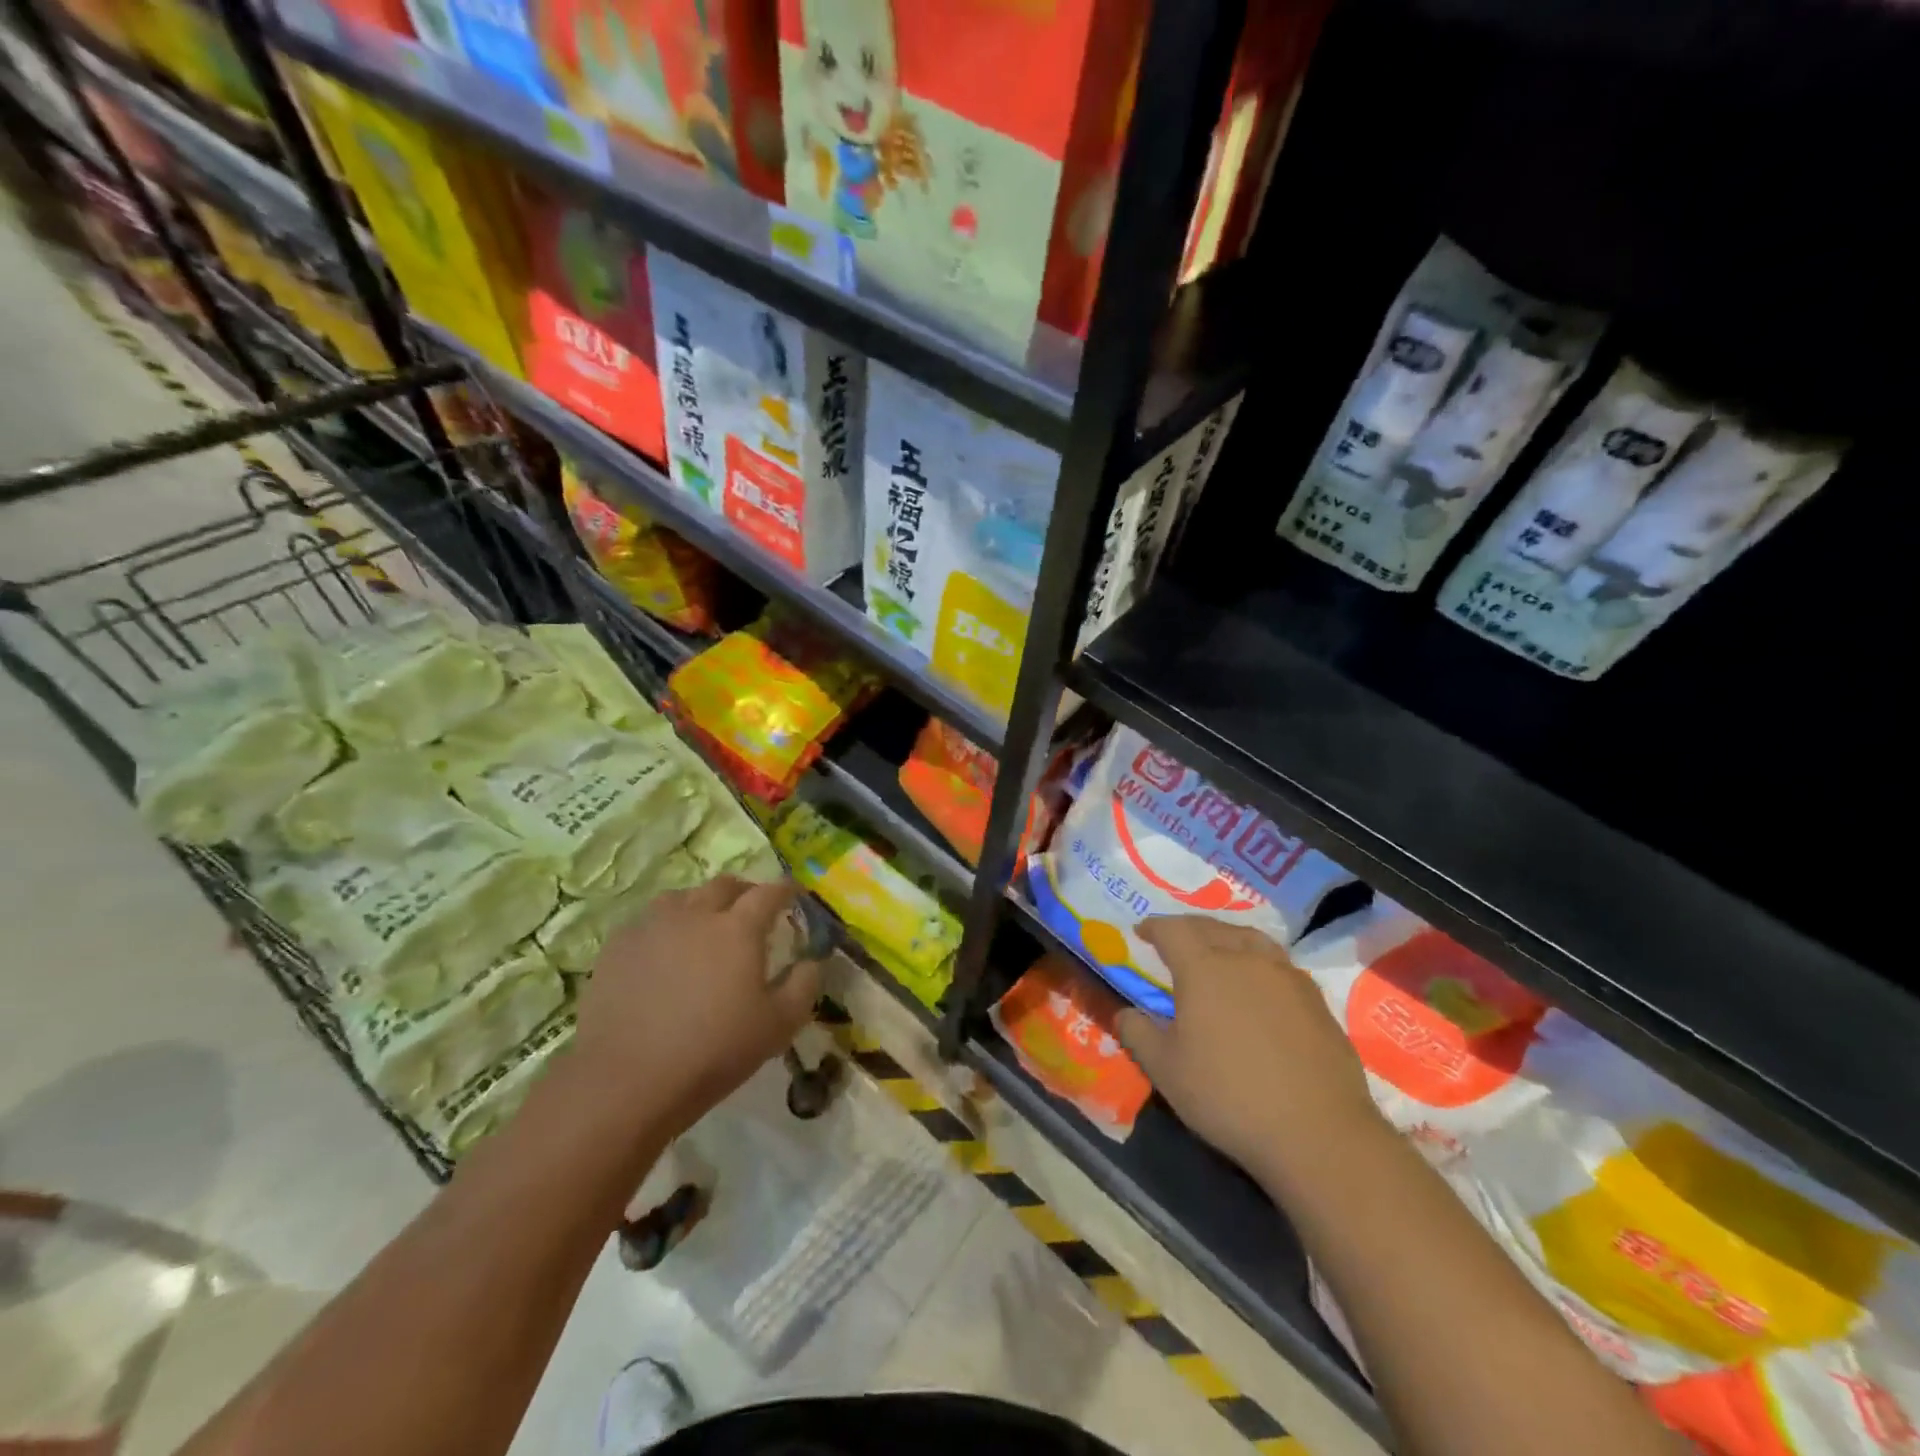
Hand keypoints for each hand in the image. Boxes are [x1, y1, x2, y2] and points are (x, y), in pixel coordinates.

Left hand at [574, 876, 822, 1138]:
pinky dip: (665, 925)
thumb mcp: (778, 1026)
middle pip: (724, 885)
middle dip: (744, 891)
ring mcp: (652, 927)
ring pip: (682, 897)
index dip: (785, 890)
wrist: (628, 1080)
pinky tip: (664, 950)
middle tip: (752, 908)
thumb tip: (810, 961)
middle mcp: (696, 914)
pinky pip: (648, 921)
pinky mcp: (618, 947)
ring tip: (705, 924)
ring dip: (701, 903)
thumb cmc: (714, 1051)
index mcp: (739, 928)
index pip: (769, 893)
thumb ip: (804, 986)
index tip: (793, 893)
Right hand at [1115, 917, 1384, 1189]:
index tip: (1142, 932)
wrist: (1318, 1132)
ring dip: (1227, 937)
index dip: (1154, 927)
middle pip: (1212, 927)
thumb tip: (1124, 1013)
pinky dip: (1258, 961)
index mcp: (1203, 968)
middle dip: (1189, 928)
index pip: (1173, 930)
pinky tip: (1259, 985)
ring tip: (1218, 951)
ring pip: (1251, 939)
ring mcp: (1287, 976)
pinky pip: (1279, 964)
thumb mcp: (1165, 1070)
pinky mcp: (1316, 1000)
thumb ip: (1138, 1034)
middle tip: (1175, 939)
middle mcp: (1245, 959)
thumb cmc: (1228, 1096)